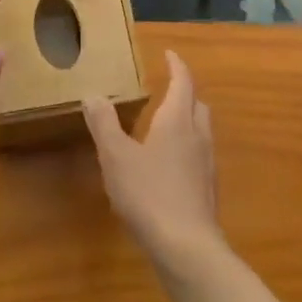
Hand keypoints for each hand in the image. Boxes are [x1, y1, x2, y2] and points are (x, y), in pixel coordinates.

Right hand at [85, 52, 221, 267]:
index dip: (177, 65)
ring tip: (166, 123)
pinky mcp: (208, 190)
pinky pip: (200, 155)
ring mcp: (207, 164)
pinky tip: (170, 164)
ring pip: (201, 130)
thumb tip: (93, 95)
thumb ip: (104, 124)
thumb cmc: (149, 194)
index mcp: (177, 120)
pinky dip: (187, 146)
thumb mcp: (116, 157)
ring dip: (187, 119)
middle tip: (167, 87)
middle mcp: (197, 135)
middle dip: (184, 91)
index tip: (169, 54)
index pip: (183, 81)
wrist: (187, 248)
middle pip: (197, 103)